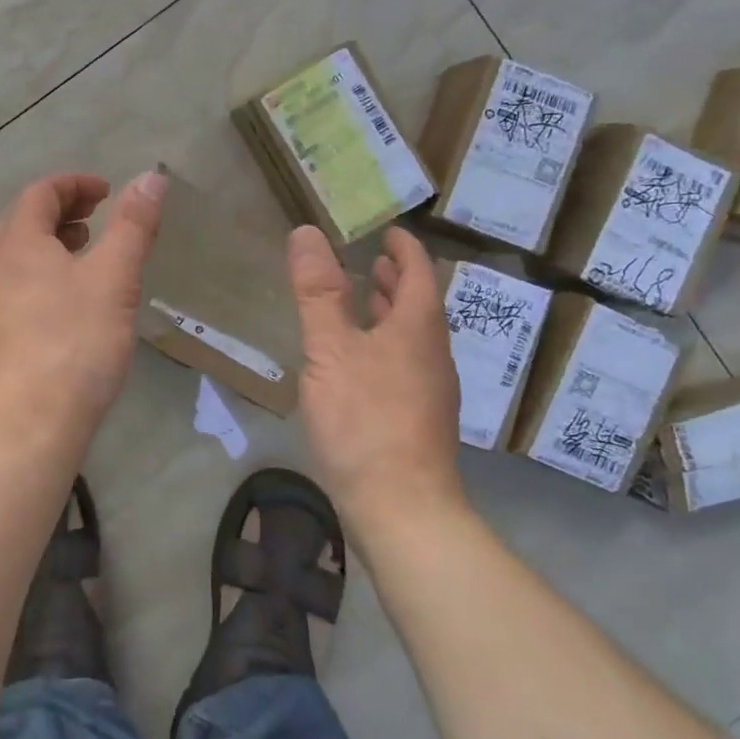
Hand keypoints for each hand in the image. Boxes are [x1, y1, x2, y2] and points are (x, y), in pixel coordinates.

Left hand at [0, 170, 166, 463]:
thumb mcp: (114, 279)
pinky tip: (74, 305)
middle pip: (23, 222)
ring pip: (20, 258)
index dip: (74, 183)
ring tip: (89, 256)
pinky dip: (47, 276)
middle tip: (98, 217)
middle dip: (62, 211)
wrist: (26, 429)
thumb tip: (151, 177)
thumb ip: (133, 226)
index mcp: (18, 245)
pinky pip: (20, 288)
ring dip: (53, 245)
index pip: (39, 193)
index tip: (108, 191)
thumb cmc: (74, 343)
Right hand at [288, 224, 464, 533]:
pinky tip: (360, 363)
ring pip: (413, 337)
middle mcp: (432, 353)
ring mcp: (430, 390)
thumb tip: (307, 232)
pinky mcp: (418, 420)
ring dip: (391, 313)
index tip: (389, 232)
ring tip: (366, 303)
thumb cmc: (365, 418)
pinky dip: (385, 345)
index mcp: (417, 327)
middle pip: (419, 305)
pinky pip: (405, 364)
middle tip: (374, 262)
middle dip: (398, 280)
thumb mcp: (331, 349)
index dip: (405, 248)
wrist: (401, 507)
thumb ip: (318, 292)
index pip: (418, 271)